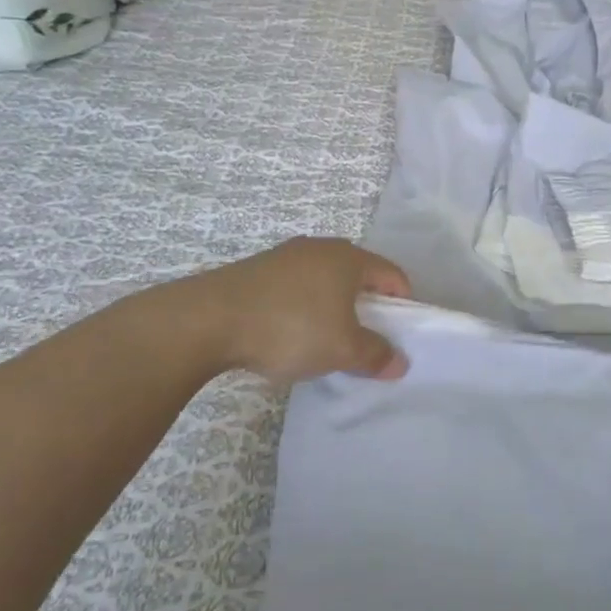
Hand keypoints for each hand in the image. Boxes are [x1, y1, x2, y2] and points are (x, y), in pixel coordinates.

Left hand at [193, 238, 412, 383]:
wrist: (207, 320)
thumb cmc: (290, 327)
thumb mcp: (342, 349)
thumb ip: (375, 355)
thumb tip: (400, 363)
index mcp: (349, 258)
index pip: (392, 274)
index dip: (403, 303)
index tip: (399, 334)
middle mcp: (320, 248)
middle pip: (358, 275)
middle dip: (366, 306)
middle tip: (364, 339)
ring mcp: (284, 256)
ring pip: (323, 281)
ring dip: (332, 307)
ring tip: (324, 340)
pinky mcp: (256, 270)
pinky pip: (294, 287)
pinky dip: (302, 307)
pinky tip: (288, 334)